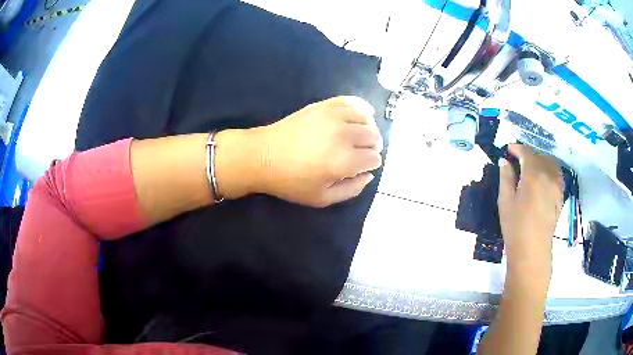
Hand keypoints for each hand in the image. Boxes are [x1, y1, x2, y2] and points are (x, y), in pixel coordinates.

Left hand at [215, 96, 382, 206]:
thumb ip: (352, 190)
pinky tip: (358, 116)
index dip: (371, 164)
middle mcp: (344, 135)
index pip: (374, 158)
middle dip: (372, 147)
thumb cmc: (291, 181)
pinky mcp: (324, 105)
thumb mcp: (322, 198)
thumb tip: (369, 174)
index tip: (361, 167)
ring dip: (368, 128)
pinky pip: (352, 101)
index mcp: (344, 161)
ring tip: (358, 137)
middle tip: (361, 153)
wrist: (263, 156)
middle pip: (373, 137)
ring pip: (367, 118)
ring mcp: (334, 116)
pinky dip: (360, 108)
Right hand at [498, 145, 562, 279]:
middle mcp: (548, 175)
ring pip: (551, 163)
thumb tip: (504, 161)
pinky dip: (549, 170)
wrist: (532, 251)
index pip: (527, 152)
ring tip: (531, 168)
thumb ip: (506, 177)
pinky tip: (542, 179)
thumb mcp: (505, 201)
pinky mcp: (560, 195)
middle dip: (528, 154)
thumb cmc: (516, 227)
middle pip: (540, 155)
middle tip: (518, 160)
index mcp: (534, 174)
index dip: (517, 148)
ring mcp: (557, 185)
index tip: (508, 150)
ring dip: (541, 160)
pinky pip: (557, 174)